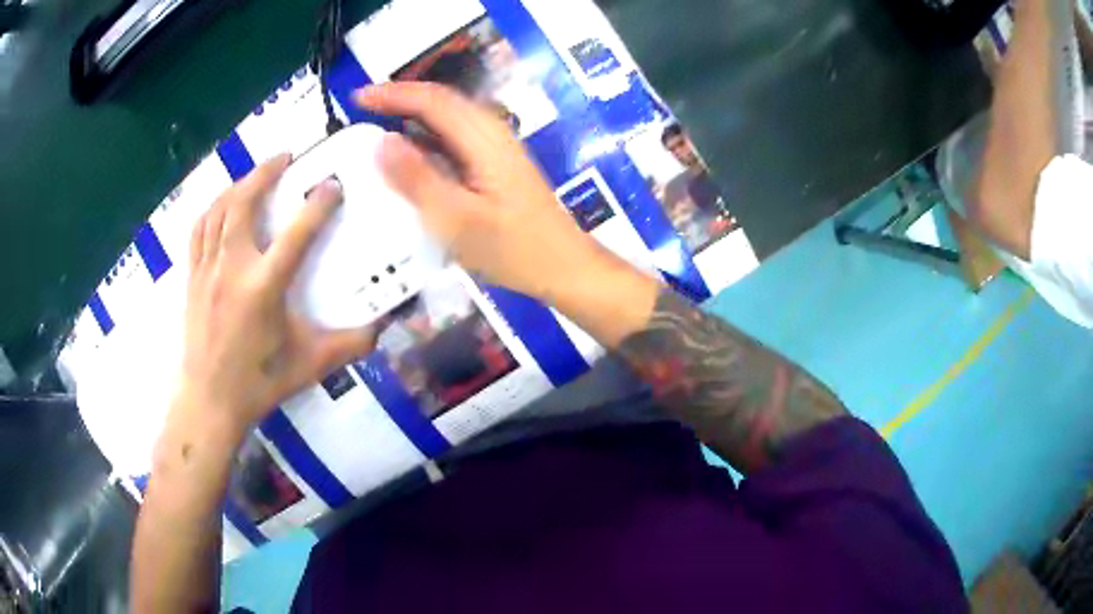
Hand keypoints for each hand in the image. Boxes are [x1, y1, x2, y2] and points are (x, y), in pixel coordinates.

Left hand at [177, 154, 382, 437]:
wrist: (209, 402)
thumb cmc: (258, 384)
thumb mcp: (310, 366)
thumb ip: (350, 344)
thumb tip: (385, 327)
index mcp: (263, 288)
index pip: (296, 234)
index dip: (317, 204)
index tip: (332, 184)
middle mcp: (232, 269)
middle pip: (244, 203)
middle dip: (265, 172)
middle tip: (287, 157)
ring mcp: (207, 270)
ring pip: (218, 210)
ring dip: (238, 184)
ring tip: (256, 174)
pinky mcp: (192, 277)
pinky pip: (199, 229)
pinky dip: (212, 208)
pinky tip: (222, 204)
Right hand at [353, 82, 615, 303]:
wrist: (565, 268)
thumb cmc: (514, 249)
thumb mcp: (456, 219)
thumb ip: (417, 179)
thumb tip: (381, 142)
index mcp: (483, 138)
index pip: (432, 100)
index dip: (393, 94)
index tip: (358, 97)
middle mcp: (492, 133)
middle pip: (441, 102)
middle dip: (400, 99)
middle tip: (363, 109)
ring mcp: (497, 149)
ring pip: (448, 119)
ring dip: (413, 117)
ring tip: (377, 127)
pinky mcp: (497, 166)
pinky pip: (455, 140)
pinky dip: (427, 139)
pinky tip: (410, 156)